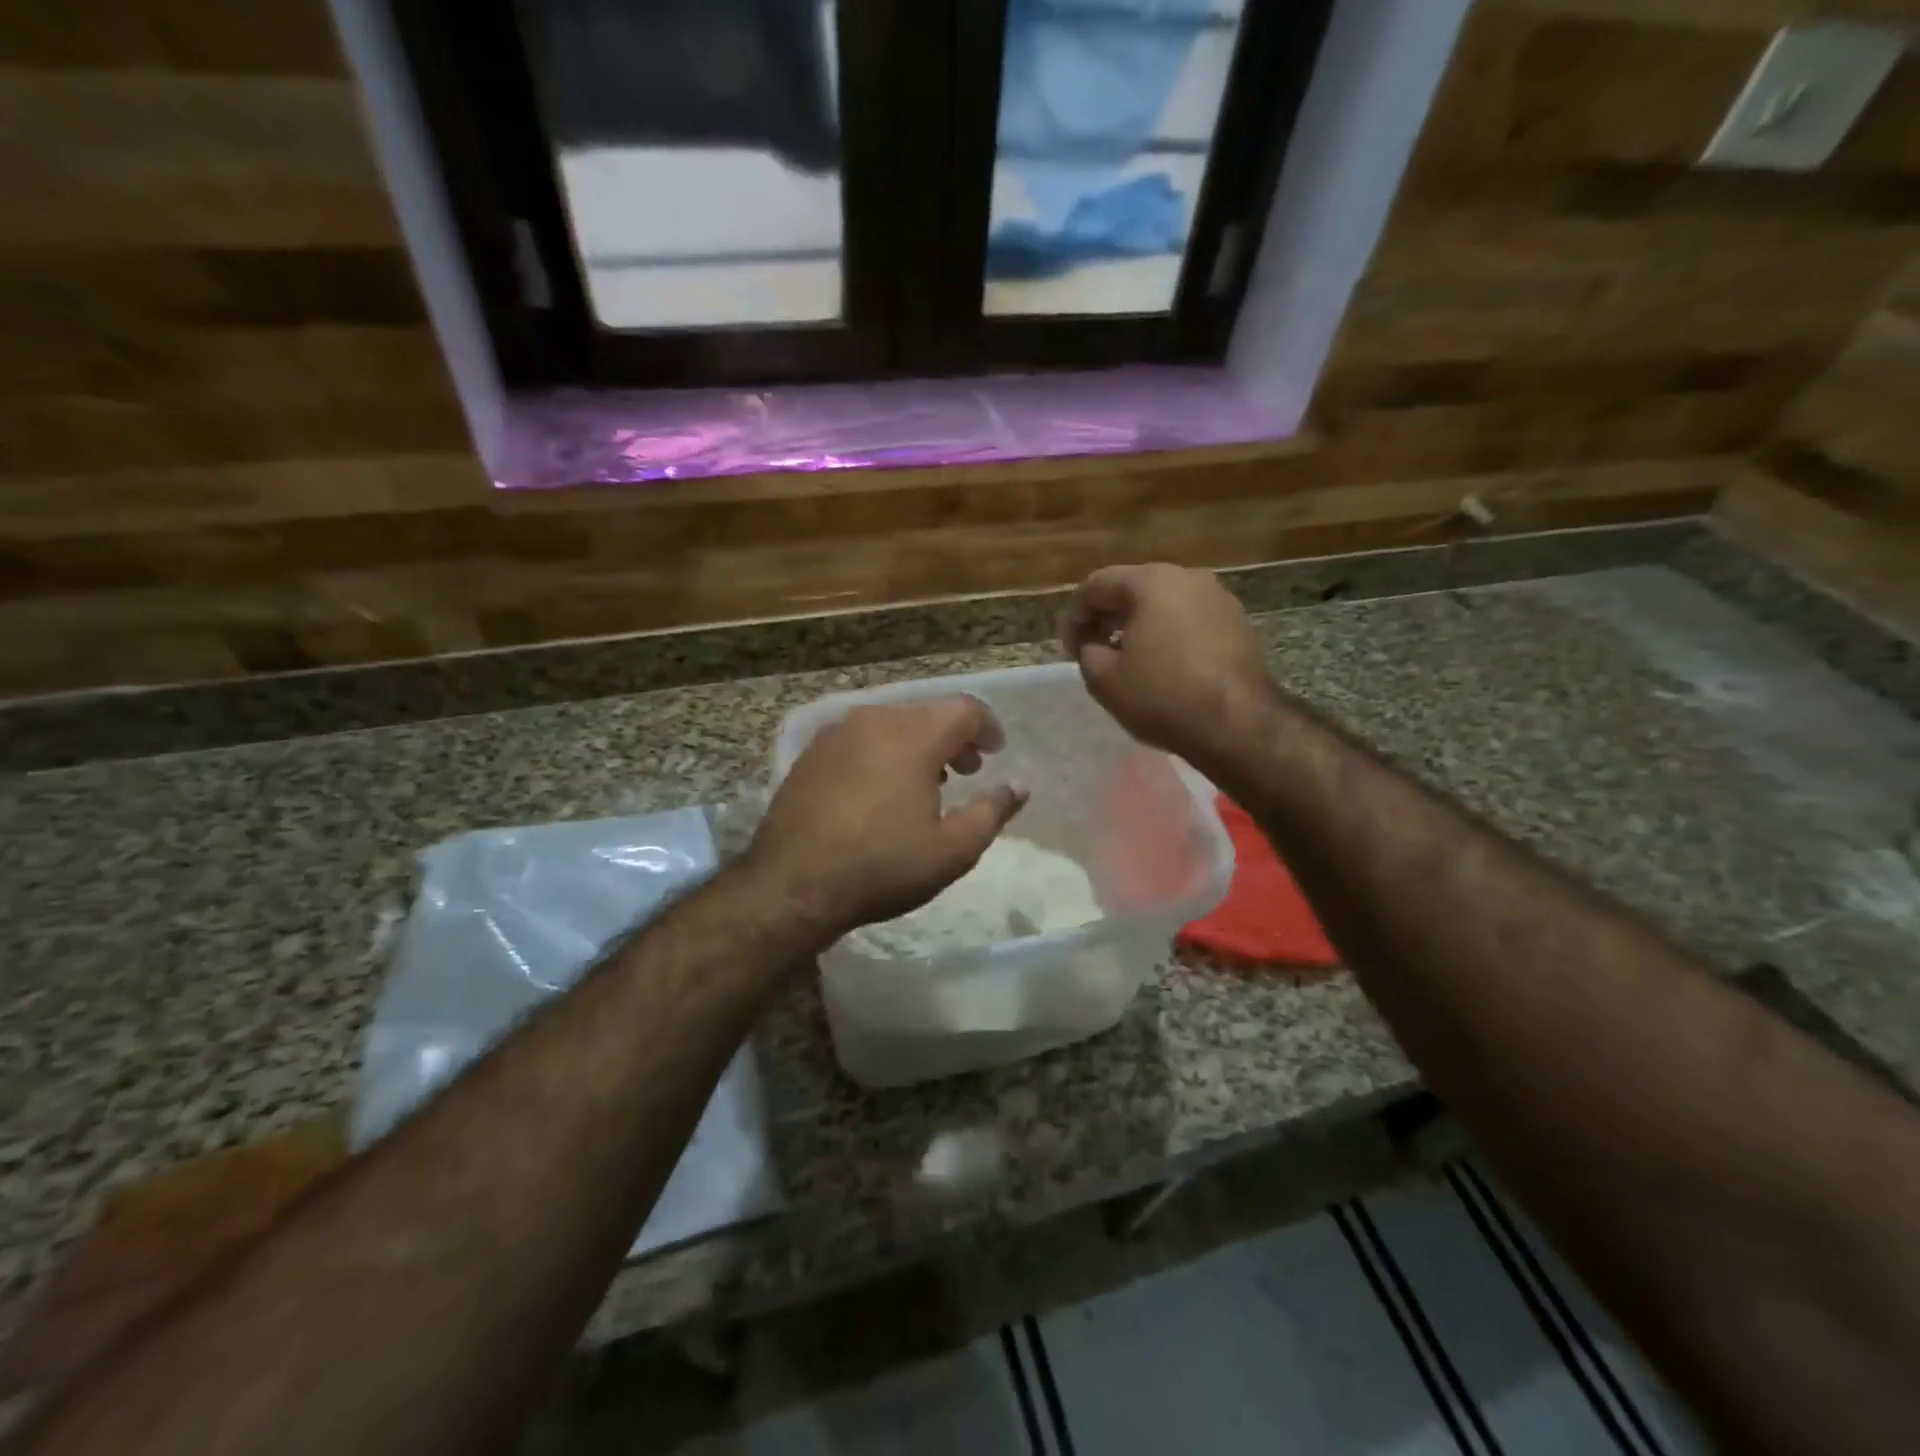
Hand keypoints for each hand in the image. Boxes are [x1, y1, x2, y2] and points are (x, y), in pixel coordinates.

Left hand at [747, 697, 1027, 941]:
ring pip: (892, 722)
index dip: (987, 727)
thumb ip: (991, 811)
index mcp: (913, 735)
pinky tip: (882, 789)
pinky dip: (884, 751)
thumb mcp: (952, 849)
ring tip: (927, 783)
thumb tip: (1018, 787)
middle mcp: (874, 720)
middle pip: (927, 712)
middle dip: (954, 736)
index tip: (996, 753)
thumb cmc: (883, 866)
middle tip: (967, 770)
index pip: (964, 709)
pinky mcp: (811, 753)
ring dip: (919, 743)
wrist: (792, 885)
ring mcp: (836, 734)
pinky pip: (861, 738)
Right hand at [1062, 563, 1275, 773]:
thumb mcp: (1104, 680)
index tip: (1069, 646)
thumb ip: (1087, 653)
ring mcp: (1219, 599)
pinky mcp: (1238, 624)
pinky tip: (1161, 665)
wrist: (1237, 723)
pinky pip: (1190, 620)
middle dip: (1108, 616)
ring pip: (1165, 603)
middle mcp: (1188, 578)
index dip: (1075, 615)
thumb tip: (1093, 645)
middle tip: (1092, 648)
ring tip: (1126, 658)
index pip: (1097, 585)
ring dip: (1139, 625)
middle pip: (1134, 588)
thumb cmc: (1162, 696)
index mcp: (1151, 582)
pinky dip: (1168, 634)